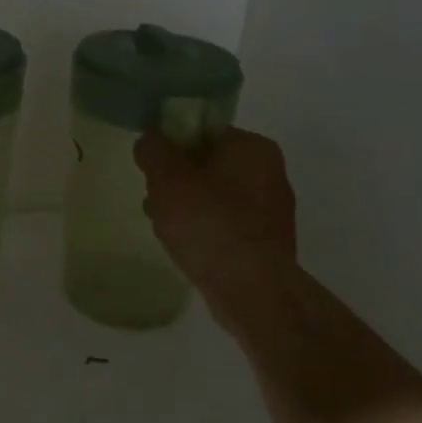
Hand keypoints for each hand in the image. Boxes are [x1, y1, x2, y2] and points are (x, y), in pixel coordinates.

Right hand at [136, 127, 298, 303]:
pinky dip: (206, 233)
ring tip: (163, 228)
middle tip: (154, 199)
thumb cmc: (209, 223)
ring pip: (217, 200)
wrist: (251, 289)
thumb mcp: (168, 180)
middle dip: (178, 182)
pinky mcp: (268, 246)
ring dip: (189, 209)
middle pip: (210, 167)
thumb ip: (154, 152)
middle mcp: (271, 174)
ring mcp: (272, 213)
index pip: (205, 133)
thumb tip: (149, 139)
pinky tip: (186, 249)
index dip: (173, 147)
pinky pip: (228, 228)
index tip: (152, 168)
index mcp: (254, 148)